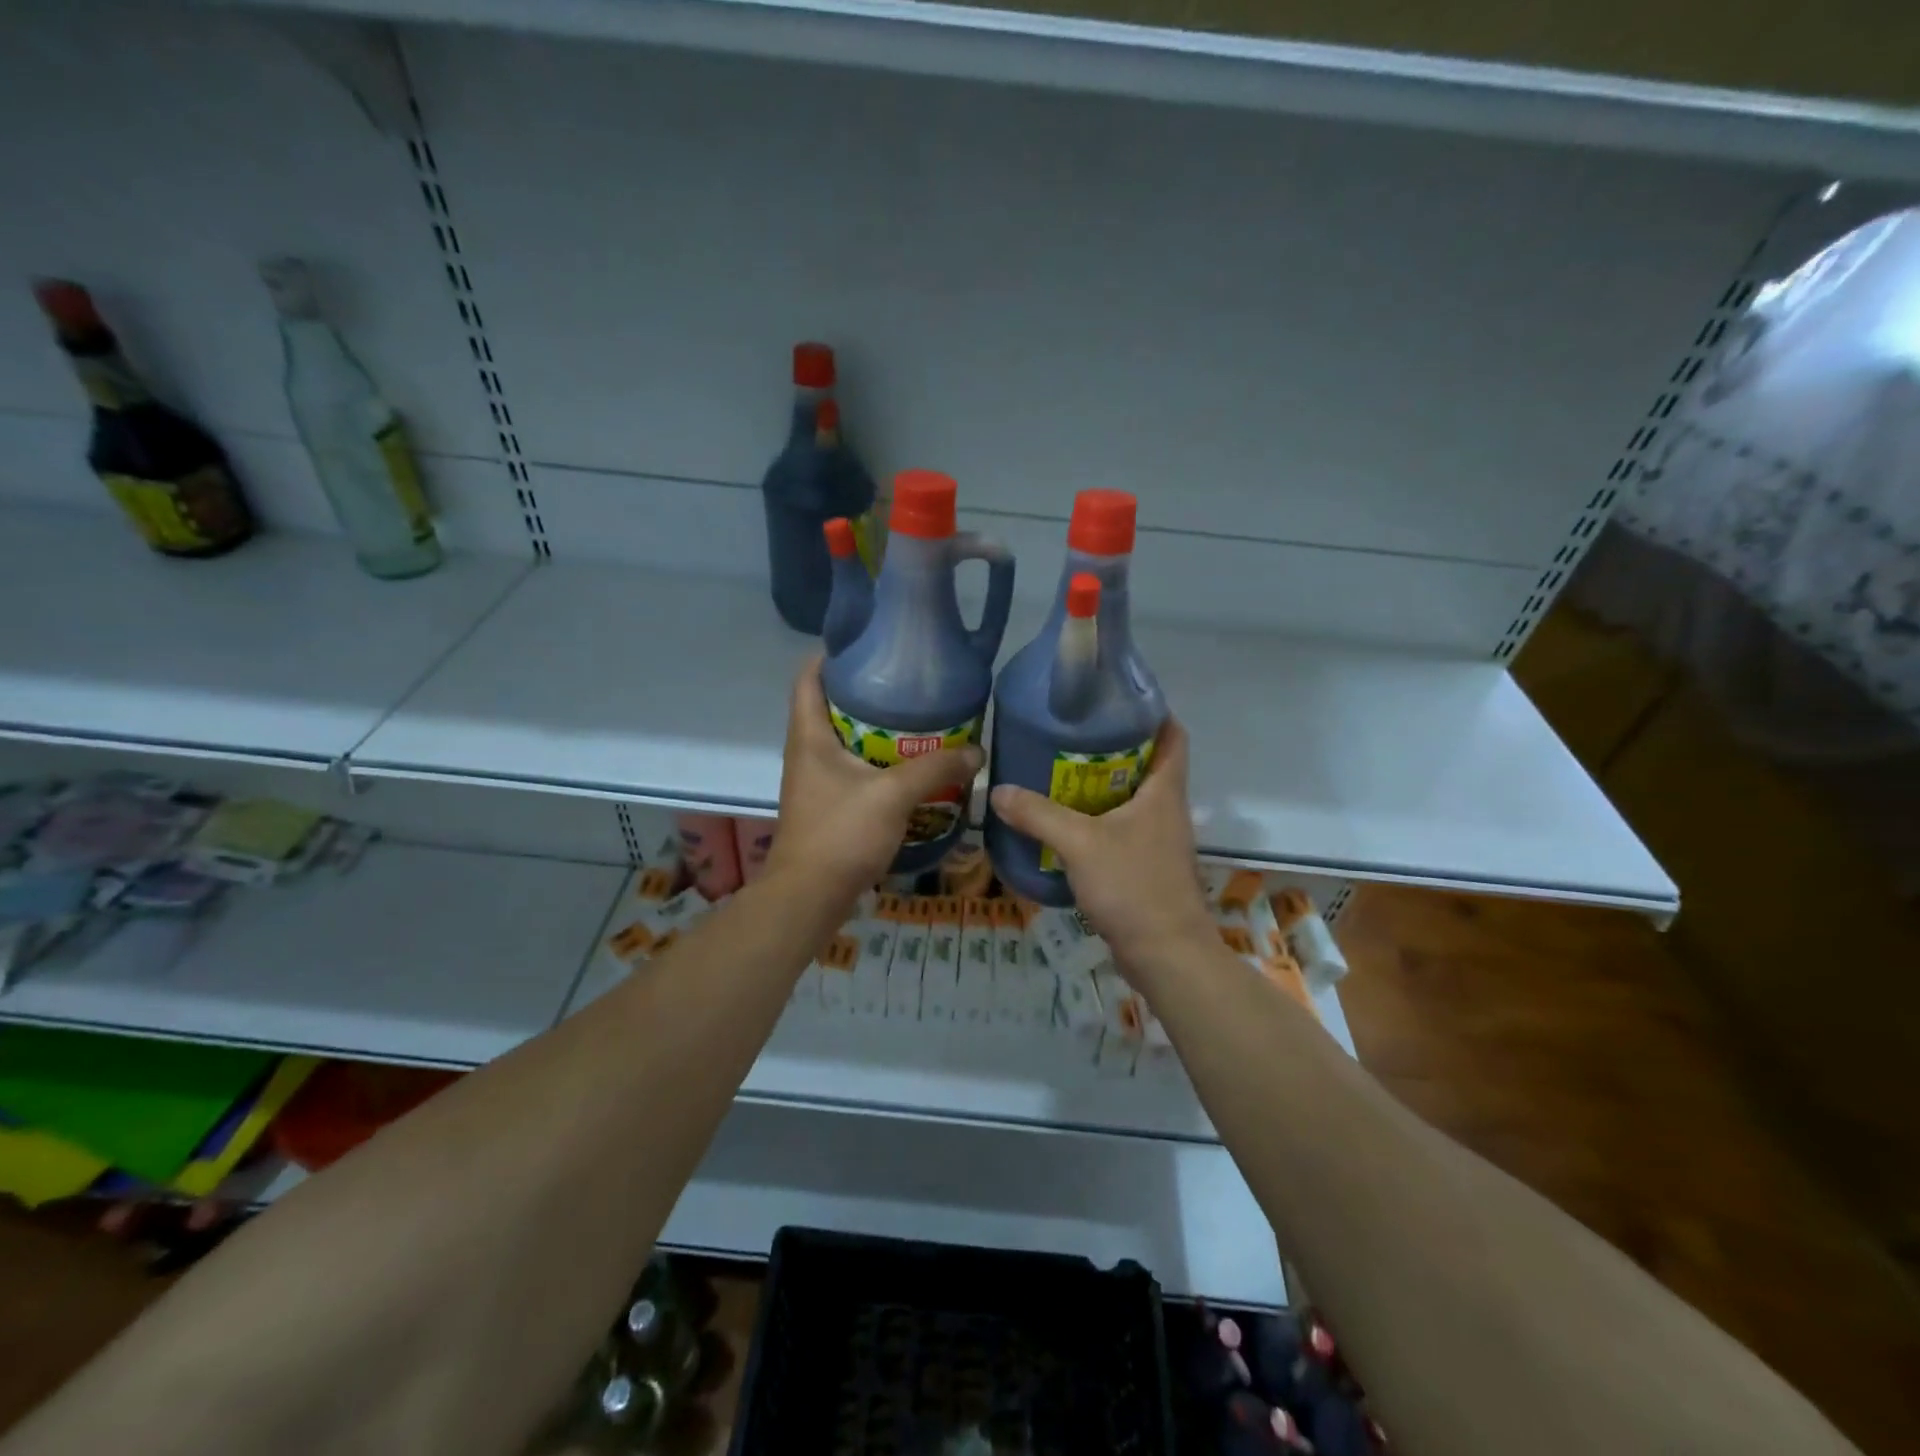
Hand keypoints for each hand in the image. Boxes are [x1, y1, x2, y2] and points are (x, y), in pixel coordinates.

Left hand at [765, 657, 982, 908]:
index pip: (809, 677)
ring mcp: (814, 781)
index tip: (870, 643)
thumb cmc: (841, 834)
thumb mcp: (893, 795)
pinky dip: (877, 761)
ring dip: (875, 729)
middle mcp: (806, 751)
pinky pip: (852, 770)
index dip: (832, 654)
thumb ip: (935, 768)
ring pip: (844, 740)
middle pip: (830, 706)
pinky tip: (909, 767)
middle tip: (910, 683)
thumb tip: (977, 751)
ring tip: (917, 720)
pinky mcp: (827, 805)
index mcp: (809, 736)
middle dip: (867, 692)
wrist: (809, 898)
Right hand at [988, 718, 1214, 981]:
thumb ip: (1038, 814)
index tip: (1115, 699)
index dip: (1152, 711)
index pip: (1172, 735)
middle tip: (1068, 735)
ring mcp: (1158, 840)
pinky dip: (1096, 821)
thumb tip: (998, 790)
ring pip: (1131, 799)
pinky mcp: (1146, 867)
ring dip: (1101, 786)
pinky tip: (1063, 824)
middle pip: (1146, 764)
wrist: (1166, 954)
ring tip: (1057, 773)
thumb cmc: (1133, 886)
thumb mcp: (1080, 843)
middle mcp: (1166, 809)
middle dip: (1112, 747)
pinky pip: (1120, 830)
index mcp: (1164, 791)